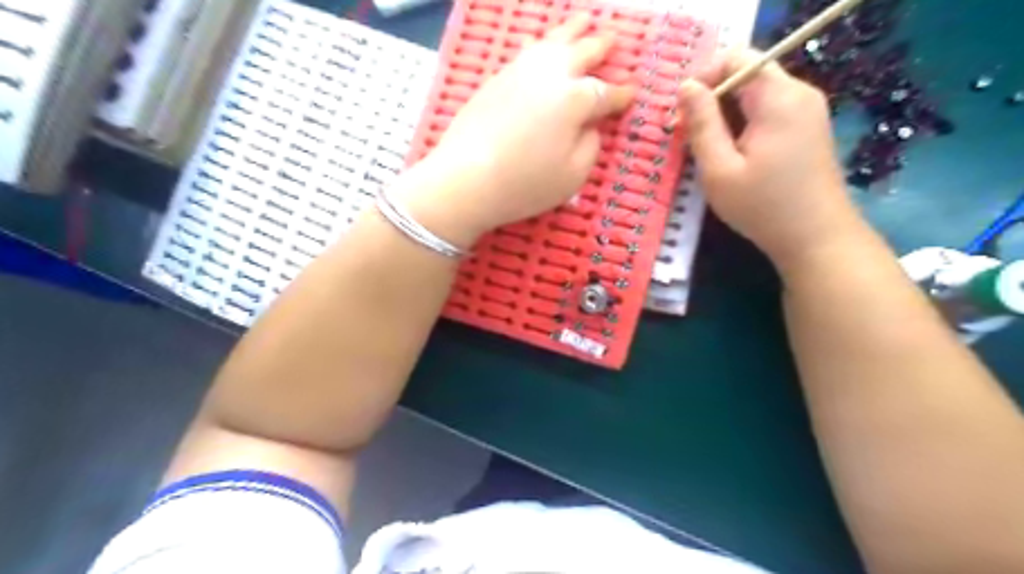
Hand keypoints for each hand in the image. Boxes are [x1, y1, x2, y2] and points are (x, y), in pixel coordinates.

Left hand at [404, 13, 637, 246]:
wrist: (466, 179)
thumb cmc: (525, 184)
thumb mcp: (573, 175)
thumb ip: (590, 146)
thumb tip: (590, 126)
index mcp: (576, 99)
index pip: (606, 93)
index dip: (622, 94)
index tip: (633, 92)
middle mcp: (550, 76)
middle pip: (582, 53)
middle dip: (601, 46)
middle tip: (613, 39)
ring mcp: (520, 72)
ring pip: (552, 42)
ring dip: (572, 30)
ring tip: (583, 21)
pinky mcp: (496, 79)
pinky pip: (525, 52)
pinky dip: (539, 44)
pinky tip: (539, 44)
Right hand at [679, 47, 862, 267]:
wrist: (816, 238)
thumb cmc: (762, 207)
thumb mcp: (719, 169)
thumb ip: (701, 124)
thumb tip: (685, 87)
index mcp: (778, 98)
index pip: (736, 58)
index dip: (704, 77)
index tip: (682, 114)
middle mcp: (798, 93)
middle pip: (746, 74)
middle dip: (711, 99)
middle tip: (687, 136)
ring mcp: (807, 110)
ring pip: (754, 93)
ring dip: (724, 114)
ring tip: (705, 149)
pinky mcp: (807, 127)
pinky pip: (767, 110)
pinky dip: (742, 123)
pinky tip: (730, 154)